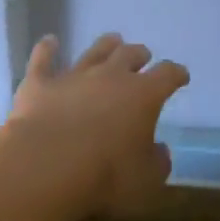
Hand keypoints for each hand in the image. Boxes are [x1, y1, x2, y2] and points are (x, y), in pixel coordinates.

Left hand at [1, 33, 189, 218]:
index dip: (176, 74)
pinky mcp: (39, 84)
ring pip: (93, 52)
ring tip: (112, 40)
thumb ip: (157, 163)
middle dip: (140, 55)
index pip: (168, 75)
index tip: (180, 76)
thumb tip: (160, 151)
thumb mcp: (146, 180)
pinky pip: (43, 59)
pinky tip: (49, 41)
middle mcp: (110, 76)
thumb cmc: (106, 176)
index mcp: (143, 95)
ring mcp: (73, 76)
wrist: (47, 166)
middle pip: (129, 55)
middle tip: (143, 56)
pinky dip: (47, 48)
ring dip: (105, 45)